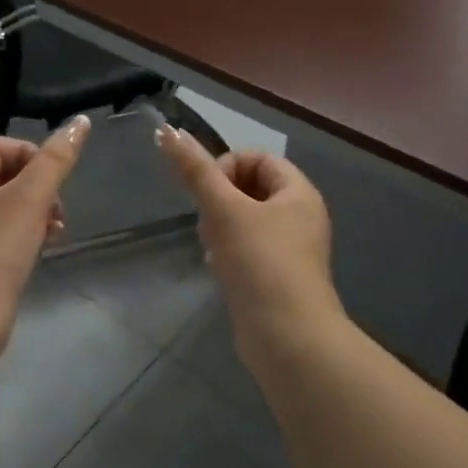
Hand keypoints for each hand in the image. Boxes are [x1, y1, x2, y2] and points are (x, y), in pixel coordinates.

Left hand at [0, 116, 89, 344]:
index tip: (55, 175)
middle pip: (4, 174)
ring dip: (38, 210)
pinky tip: (43, 248)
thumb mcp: (30, 199)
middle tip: (58, 207)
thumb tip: (80, 121)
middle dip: (39, 185)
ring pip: (8, 206)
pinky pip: (6, 233)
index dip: (30, 152)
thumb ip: (56, 159)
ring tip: (56, 230)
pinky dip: (28, 233)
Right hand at [155, 127, 344, 357]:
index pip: (258, 158)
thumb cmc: (260, 263)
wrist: (287, 337)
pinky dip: (229, 251)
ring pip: (246, 220)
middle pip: (251, 187)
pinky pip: (248, 248)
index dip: (227, 166)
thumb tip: (167, 130)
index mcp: (298, 193)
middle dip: (220, 199)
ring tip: (211, 246)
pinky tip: (216, 267)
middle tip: (207, 222)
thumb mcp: (224, 210)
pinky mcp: (277, 277)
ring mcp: (290, 249)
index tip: (207, 192)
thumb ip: (196, 170)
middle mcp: (300, 216)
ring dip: (221, 226)